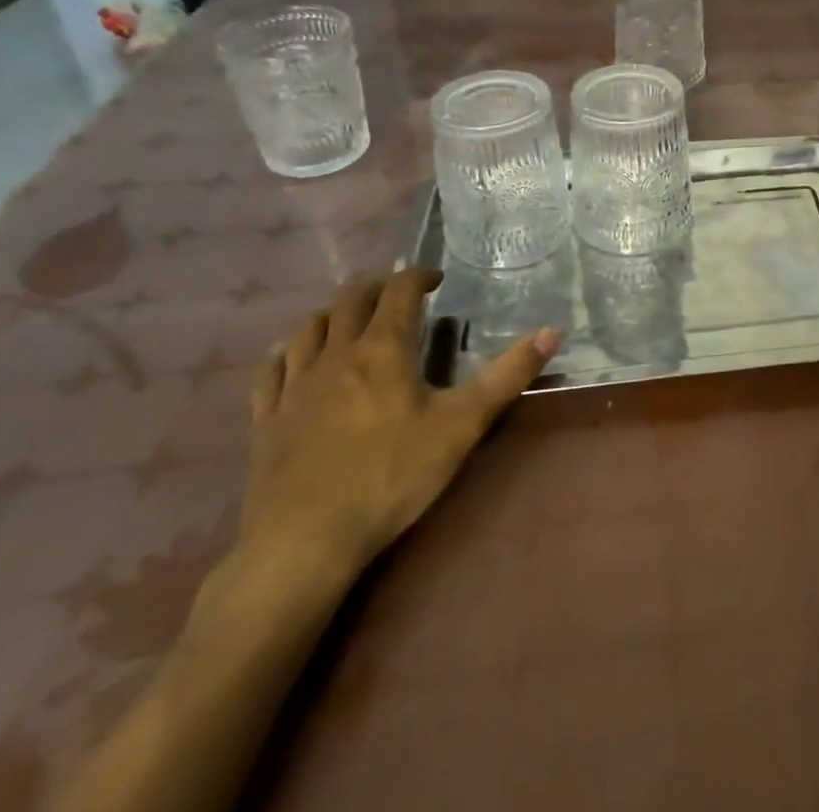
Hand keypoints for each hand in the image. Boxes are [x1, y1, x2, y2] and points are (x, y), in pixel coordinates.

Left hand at [242, 267, 557, 575]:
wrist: (304, 543)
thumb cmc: (391, 476)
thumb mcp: (463, 425)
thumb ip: (508, 375)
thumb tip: (552, 330)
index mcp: (383, 348)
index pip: (400, 290)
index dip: (419, 275)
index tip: (437, 279)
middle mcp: (336, 353)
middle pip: (351, 299)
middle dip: (378, 287)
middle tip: (399, 295)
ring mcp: (295, 385)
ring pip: (309, 327)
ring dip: (333, 313)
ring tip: (350, 320)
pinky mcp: (267, 419)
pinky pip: (272, 370)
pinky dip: (288, 353)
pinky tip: (293, 359)